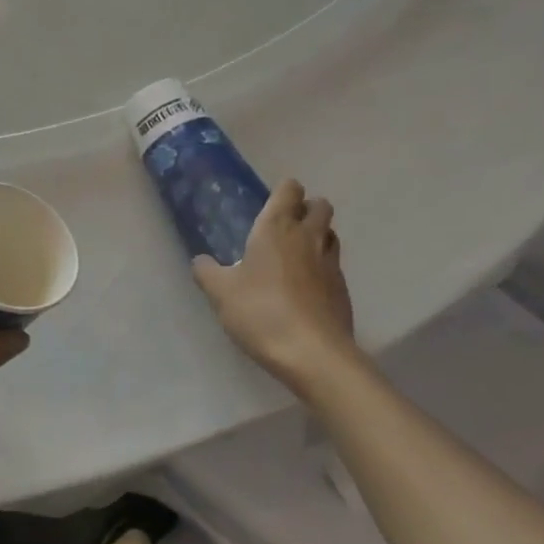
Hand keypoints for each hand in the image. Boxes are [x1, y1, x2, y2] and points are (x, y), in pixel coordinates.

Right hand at [192, 179, 356, 383]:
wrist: (313, 354)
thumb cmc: (261, 312)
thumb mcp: (220, 293)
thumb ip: (207, 272)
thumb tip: (200, 261)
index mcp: (277, 228)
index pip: (290, 190)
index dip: (283, 192)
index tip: (269, 204)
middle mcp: (308, 238)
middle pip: (320, 206)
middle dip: (307, 209)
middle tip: (284, 227)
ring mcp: (331, 264)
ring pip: (331, 234)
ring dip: (318, 236)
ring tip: (296, 255)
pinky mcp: (343, 290)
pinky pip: (334, 266)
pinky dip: (322, 269)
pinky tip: (305, 289)